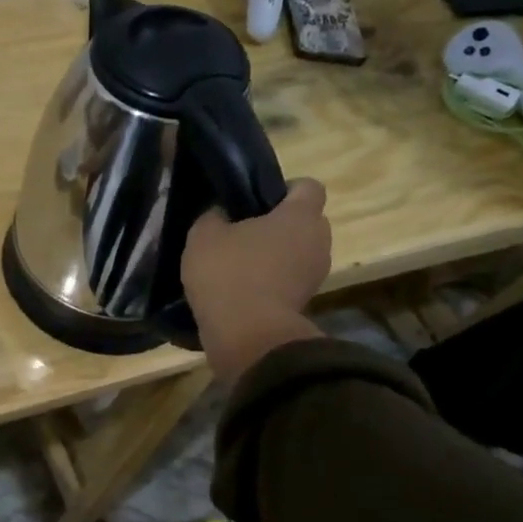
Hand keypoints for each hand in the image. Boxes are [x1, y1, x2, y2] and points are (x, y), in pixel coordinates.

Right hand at [181, 180, 331, 383]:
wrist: (247, 336)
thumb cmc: (229, 273)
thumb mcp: (204, 236)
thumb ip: (214, 216)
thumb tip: (221, 213)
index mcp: (300, 216)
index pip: (308, 186)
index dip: (284, 188)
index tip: (255, 199)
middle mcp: (318, 240)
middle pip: (305, 221)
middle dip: (279, 223)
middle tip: (243, 230)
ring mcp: (316, 274)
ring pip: (298, 252)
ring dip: (275, 254)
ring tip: (240, 262)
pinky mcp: (305, 302)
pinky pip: (290, 279)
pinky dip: (272, 280)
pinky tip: (241, 287)